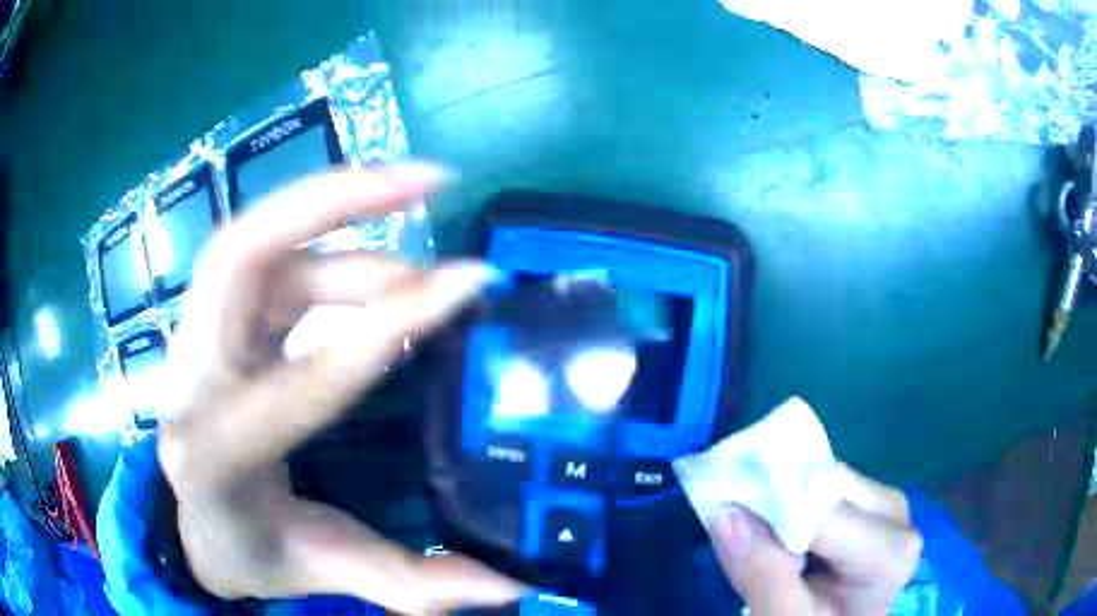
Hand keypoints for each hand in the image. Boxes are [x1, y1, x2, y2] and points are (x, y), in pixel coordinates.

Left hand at [157, 163, 525, 613]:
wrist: (196, 525)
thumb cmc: (253, 550)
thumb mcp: (326, 569)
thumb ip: (411, 583)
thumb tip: (514, 587)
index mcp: (212, 459)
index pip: (296, 384)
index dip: (382, 331)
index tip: (466, 287)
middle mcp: (190, 380)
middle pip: (240, 253)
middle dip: (334, 202)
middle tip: (430, 179)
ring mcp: (195, 339)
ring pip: (262, 248)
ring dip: (349, 237)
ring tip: (424, 273)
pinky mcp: (216, 323)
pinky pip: (273, 265)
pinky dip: (334, 256)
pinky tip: (382, 281)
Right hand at [710, 465, 922, 615]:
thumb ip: (763, 577)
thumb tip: (726, 512)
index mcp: (889, 553)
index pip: (823, 513)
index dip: (770, 511)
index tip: (722, 514)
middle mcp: (898, 518)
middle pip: (827, 486)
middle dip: (778, 505)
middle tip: (740, 535)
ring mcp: (888, 507)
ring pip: (823, 479)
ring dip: (783, 505)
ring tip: (764, 543)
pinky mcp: (872, 505)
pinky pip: (825, 486)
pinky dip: (793, 505)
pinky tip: (786, 537)